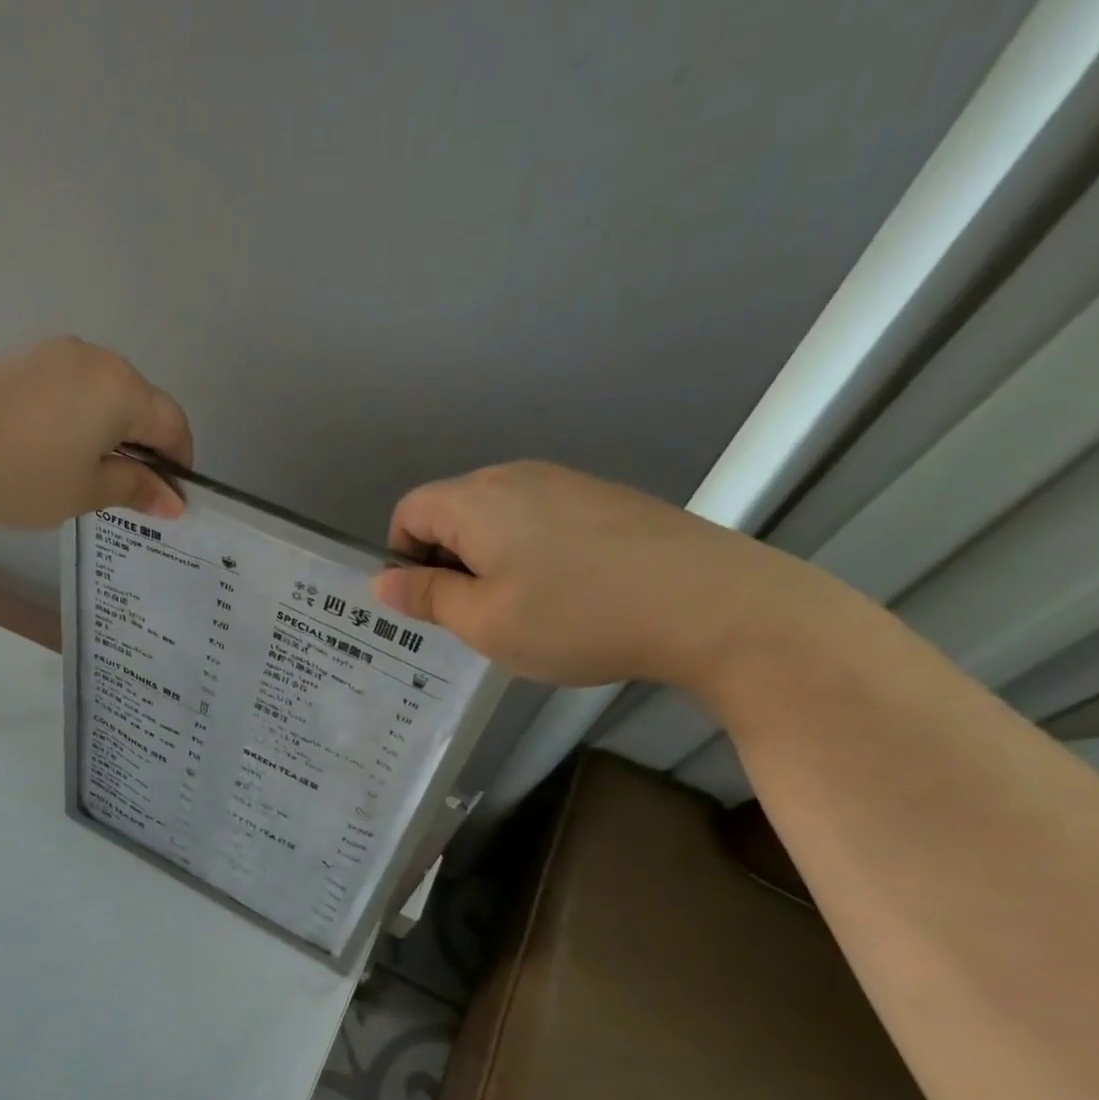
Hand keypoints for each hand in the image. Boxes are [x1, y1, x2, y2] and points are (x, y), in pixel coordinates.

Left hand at [0, 336, 192, 528]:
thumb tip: (173, 500)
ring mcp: (57, 353)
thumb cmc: (21, 475)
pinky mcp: (25, 359)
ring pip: (106, 394)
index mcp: (122, 389)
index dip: (179, 463)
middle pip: (141, 403)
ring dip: (114, 431)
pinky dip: (83, 417)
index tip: (170, 498)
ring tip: (94, 473)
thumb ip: (135, 489)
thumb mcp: (85, 492)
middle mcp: (96, 359)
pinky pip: (74, 388)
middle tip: (133, 491)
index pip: (172, 424)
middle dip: (146, 447)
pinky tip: (62, 449)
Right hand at [373, 461, 817, 689]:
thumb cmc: (579, 617)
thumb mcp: (486, 623)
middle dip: (448, 560)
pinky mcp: (607, 498)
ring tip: (527, 608)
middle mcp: (516, 476)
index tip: (433, 603)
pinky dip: (534, 552)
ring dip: (491, 558)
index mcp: (476, 501)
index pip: (409, 511)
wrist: (716, 606)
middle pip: (453, 509)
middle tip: (478, 614)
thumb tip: (382, 582)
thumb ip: (427, 598)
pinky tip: (573, 592)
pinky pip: (543, 518)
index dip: (404, 557)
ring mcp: (568, 482)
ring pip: (499, 516)